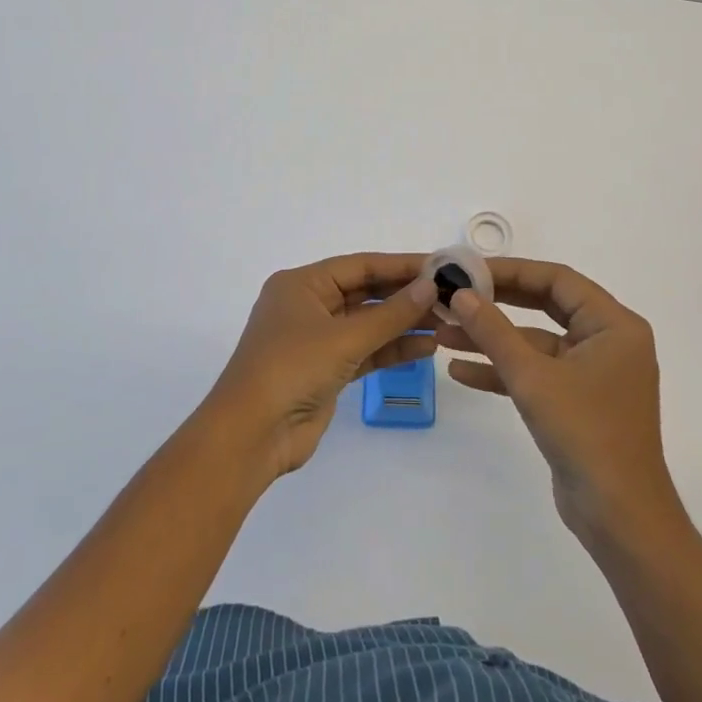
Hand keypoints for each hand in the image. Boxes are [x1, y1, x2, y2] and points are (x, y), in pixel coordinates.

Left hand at [205, 254, 437, 483]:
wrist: (251, 435)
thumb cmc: (291, 369)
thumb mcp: (344, 337)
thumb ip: (391, 313)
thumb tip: (430, 286)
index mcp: (302, 285)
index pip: (360, 266)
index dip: (400, 265)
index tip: (439, 266)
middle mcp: (309, 306)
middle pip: (365, 293)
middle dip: (405, 296)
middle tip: (450, 296)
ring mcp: (317, 340)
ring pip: (368, 324)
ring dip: (403, 324)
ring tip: (446, 323)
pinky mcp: (326, 371)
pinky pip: (365, 352)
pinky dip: (392, 350)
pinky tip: (425, 349)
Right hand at [438, 259, 682, 546]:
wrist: (620, 518)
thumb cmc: (586, 434)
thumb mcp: (533, 378)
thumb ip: (494, 332)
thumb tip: (460, 294)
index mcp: (613, 325)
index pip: (558, 280)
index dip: (512, 271)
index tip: (470, 269)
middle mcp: (607, 341)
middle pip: (545, 306)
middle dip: (497, 304)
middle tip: (455, 294)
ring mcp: (592, 373)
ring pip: (535, 343)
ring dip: (492, 340)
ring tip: (443, 334)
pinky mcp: (577, 402)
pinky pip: (537, 373)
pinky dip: (503, 371)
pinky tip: (461, 371)